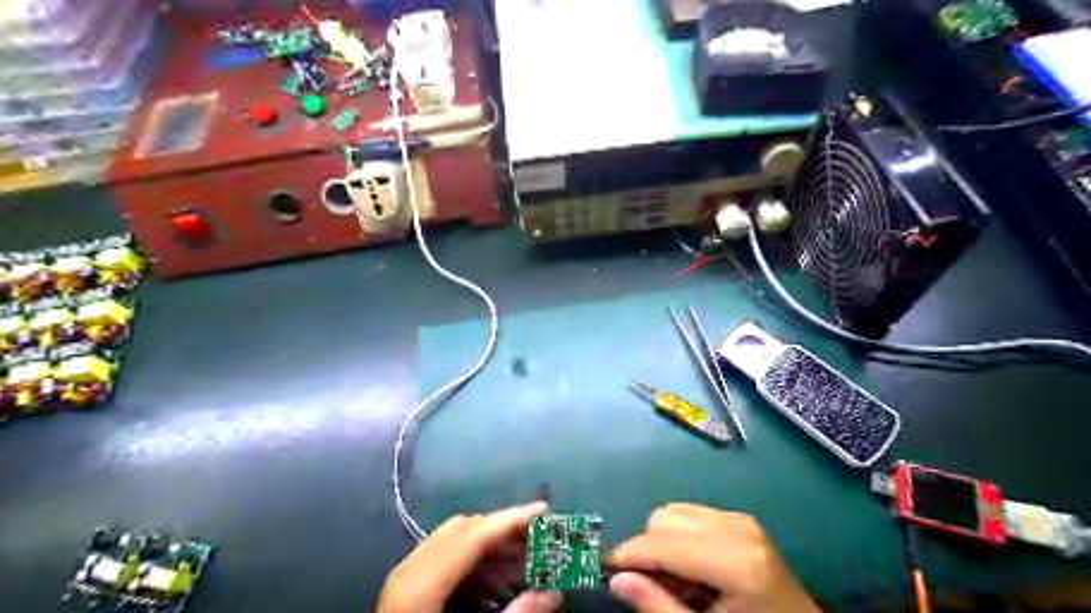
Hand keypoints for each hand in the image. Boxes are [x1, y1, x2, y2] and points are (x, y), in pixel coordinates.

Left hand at [379, 502, 561, 611]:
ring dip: (495, 551)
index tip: (545, 511)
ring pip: (458, 543)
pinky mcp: (408, 588)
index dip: (512, 519)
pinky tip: (498, 584)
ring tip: (527, 567)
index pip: (475, 535)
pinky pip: (448, 561)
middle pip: (467, 532)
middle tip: (542, 541)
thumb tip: (554, 594)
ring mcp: (406, 577)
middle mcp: (410, 569)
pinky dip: (477, 566)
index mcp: (421, 584)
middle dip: (507, 534)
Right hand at [606, 502, 817, 612]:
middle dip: (646, 548)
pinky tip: (691, 566)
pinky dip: (680, 535)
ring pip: (675, 511)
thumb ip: (658, 607)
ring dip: (662, 540)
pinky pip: (692, 513)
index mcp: (734, 561)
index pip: (663, 543)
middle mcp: (737, 528)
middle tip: (645, 584)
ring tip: (672, 579)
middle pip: (664, 519)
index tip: (603, 568)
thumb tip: (616, 580)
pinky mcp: (742, 519)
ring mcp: (742, 520)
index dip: (628, 554)